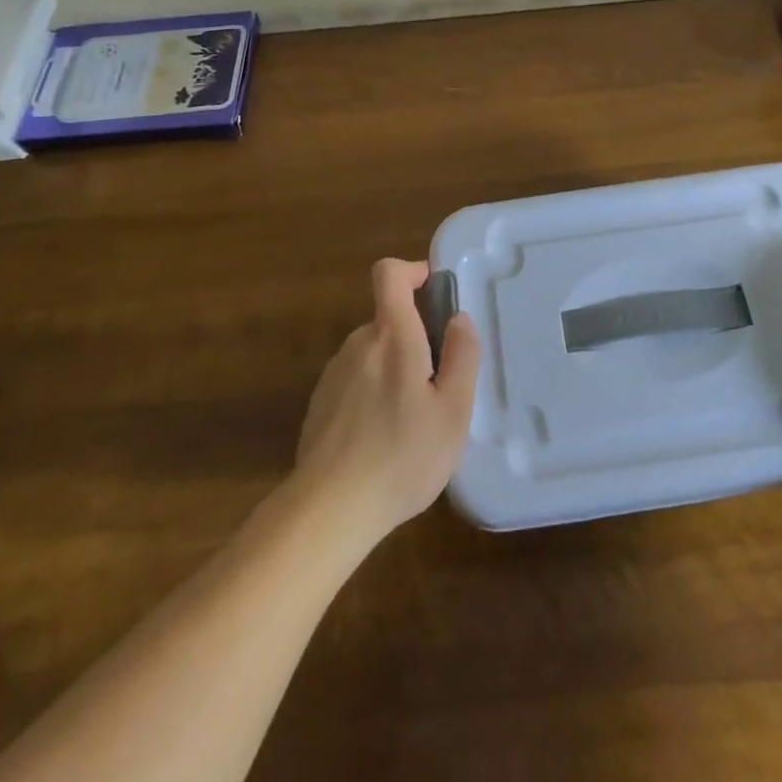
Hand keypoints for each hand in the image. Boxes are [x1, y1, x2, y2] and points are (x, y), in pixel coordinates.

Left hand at [291, 258, 480, 547]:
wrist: (329, 509)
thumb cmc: (402, 456)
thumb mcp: (454, 410)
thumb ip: (462, 356)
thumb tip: (459, 318)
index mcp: (391, 335)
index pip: (389, 274)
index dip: (412, 271)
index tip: (434, 292)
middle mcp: (358, 344)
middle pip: (389, 321)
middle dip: (415, 341)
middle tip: (438, 387)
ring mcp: (334, 374)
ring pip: (373, 354)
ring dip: (395, 371)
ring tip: (412, 422)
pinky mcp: (319, 404)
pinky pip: (355, 382)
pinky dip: (373, 395)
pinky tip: (382, 440)